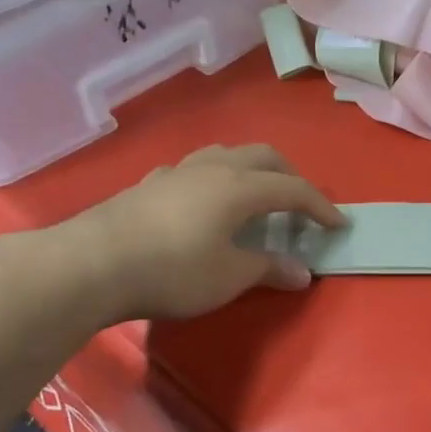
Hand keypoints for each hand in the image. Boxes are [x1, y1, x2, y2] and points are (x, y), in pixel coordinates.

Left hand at [52, 144, 344, 321]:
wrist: (91, 264)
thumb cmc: (172, 271)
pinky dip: (215, 180)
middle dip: (290, 177)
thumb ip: (269, 268)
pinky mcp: (149, 184)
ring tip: (255, 198)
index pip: (293, 189)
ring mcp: (177, 172)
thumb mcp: (229, 277)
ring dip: (251, 171)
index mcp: (239, 187)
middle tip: (299, 206)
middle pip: (264, 157)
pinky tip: (204, 204)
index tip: (339, 225)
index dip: (321, 206)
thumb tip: (302, 272)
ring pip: (226, 154)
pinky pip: (195, 170)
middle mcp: (212, 168)